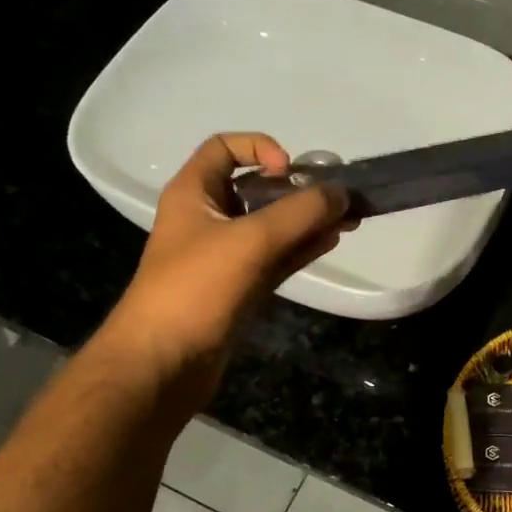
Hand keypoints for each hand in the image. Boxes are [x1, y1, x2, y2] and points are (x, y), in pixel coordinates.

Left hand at [103, 133, 352, 404]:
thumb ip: (300, 213)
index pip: (224, 148)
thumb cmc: (196, 289)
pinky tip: (330, 242)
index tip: (289, 171)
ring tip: (348, 219)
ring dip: (306, 220)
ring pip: (270, 227)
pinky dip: (300, 248)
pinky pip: (274, 258)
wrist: (163, 363)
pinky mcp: (238, 288)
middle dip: (297, 190)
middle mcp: (207, 219)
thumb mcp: (251, 240)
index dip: (258, 147)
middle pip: (255, 189)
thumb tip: (342, 194)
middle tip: (338, 198)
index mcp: (193, 193)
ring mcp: (223, 257)